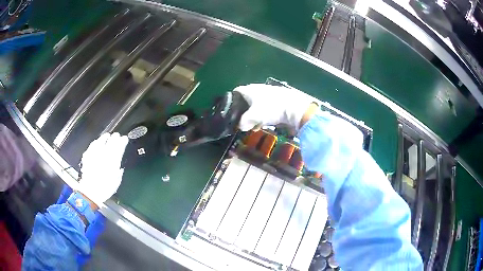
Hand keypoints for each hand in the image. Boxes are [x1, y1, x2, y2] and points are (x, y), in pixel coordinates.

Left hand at [78, 133, 128, 204]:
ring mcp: (95, 155)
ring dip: (104, 138)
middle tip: (117, 135)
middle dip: (114, 138)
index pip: (119, 148)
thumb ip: (118, 173)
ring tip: (107, 135)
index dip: (122, 142)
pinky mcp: (87, 156)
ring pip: (100, 142)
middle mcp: (104, 156)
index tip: (124, 139)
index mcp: (113, 162)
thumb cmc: (105, 189)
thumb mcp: (116, 182)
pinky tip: (96, 142)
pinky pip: (92, 146)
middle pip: (110, 143)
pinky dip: (95, 143)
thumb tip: (119, 168)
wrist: (90, 191)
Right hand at [233, 84, 319, 131]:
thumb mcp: (253, 117)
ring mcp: (269, 94)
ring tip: (253, 125)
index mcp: (250, 89)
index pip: (236, 91)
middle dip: (244, 110)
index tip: (230, 110)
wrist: (294, 108)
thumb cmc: (270, 109)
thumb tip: (240, 126)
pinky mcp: (278, 100)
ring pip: (257, 104)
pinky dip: (263, 115)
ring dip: (254, 114)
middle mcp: (258, 89)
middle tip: (242, 120)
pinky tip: (265, 123)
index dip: (231, 100)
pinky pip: (266, 107)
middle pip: (246, 99)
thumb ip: (243, 122)